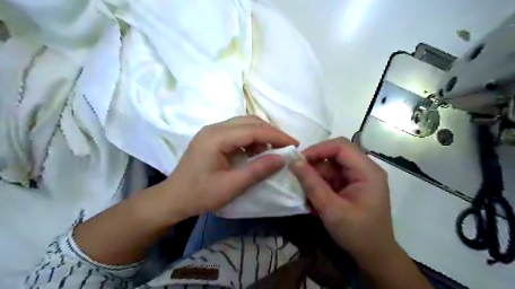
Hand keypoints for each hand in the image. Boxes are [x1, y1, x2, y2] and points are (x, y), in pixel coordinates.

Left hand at [155, 116, 297, 222]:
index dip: (276, 135)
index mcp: (216, 137)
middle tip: (287, 146)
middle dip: (271, 132)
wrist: (173, 198)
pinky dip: (251, 139)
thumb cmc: (200, 194)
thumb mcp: (231, 186)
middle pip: (249, 122)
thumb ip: (258, 170)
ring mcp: (212, 131)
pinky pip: (237, 132)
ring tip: (273, 150)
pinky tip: (256, 152)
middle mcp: (214, 128)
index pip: (253, 130)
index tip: (294, 144)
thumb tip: (282, 159)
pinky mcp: (212, 138)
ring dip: (261, 135)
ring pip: (244, 124)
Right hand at [289, 138, 397, 263]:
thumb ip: (311, 183)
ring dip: (316, 179)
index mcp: (367, 171)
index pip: (340, 146)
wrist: (374, 256)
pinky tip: (315, 201)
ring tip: (307, 197)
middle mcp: (365, 169)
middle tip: (298, 179)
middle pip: (335, 155)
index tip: (298, 161)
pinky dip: (321, 186)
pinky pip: (332, 178)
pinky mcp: (353, 185)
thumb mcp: (331, 209)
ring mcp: (359, 177)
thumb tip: (293, 161)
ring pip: (331, 167)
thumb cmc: (357, 233)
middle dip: (315, 166)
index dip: (318, 149)